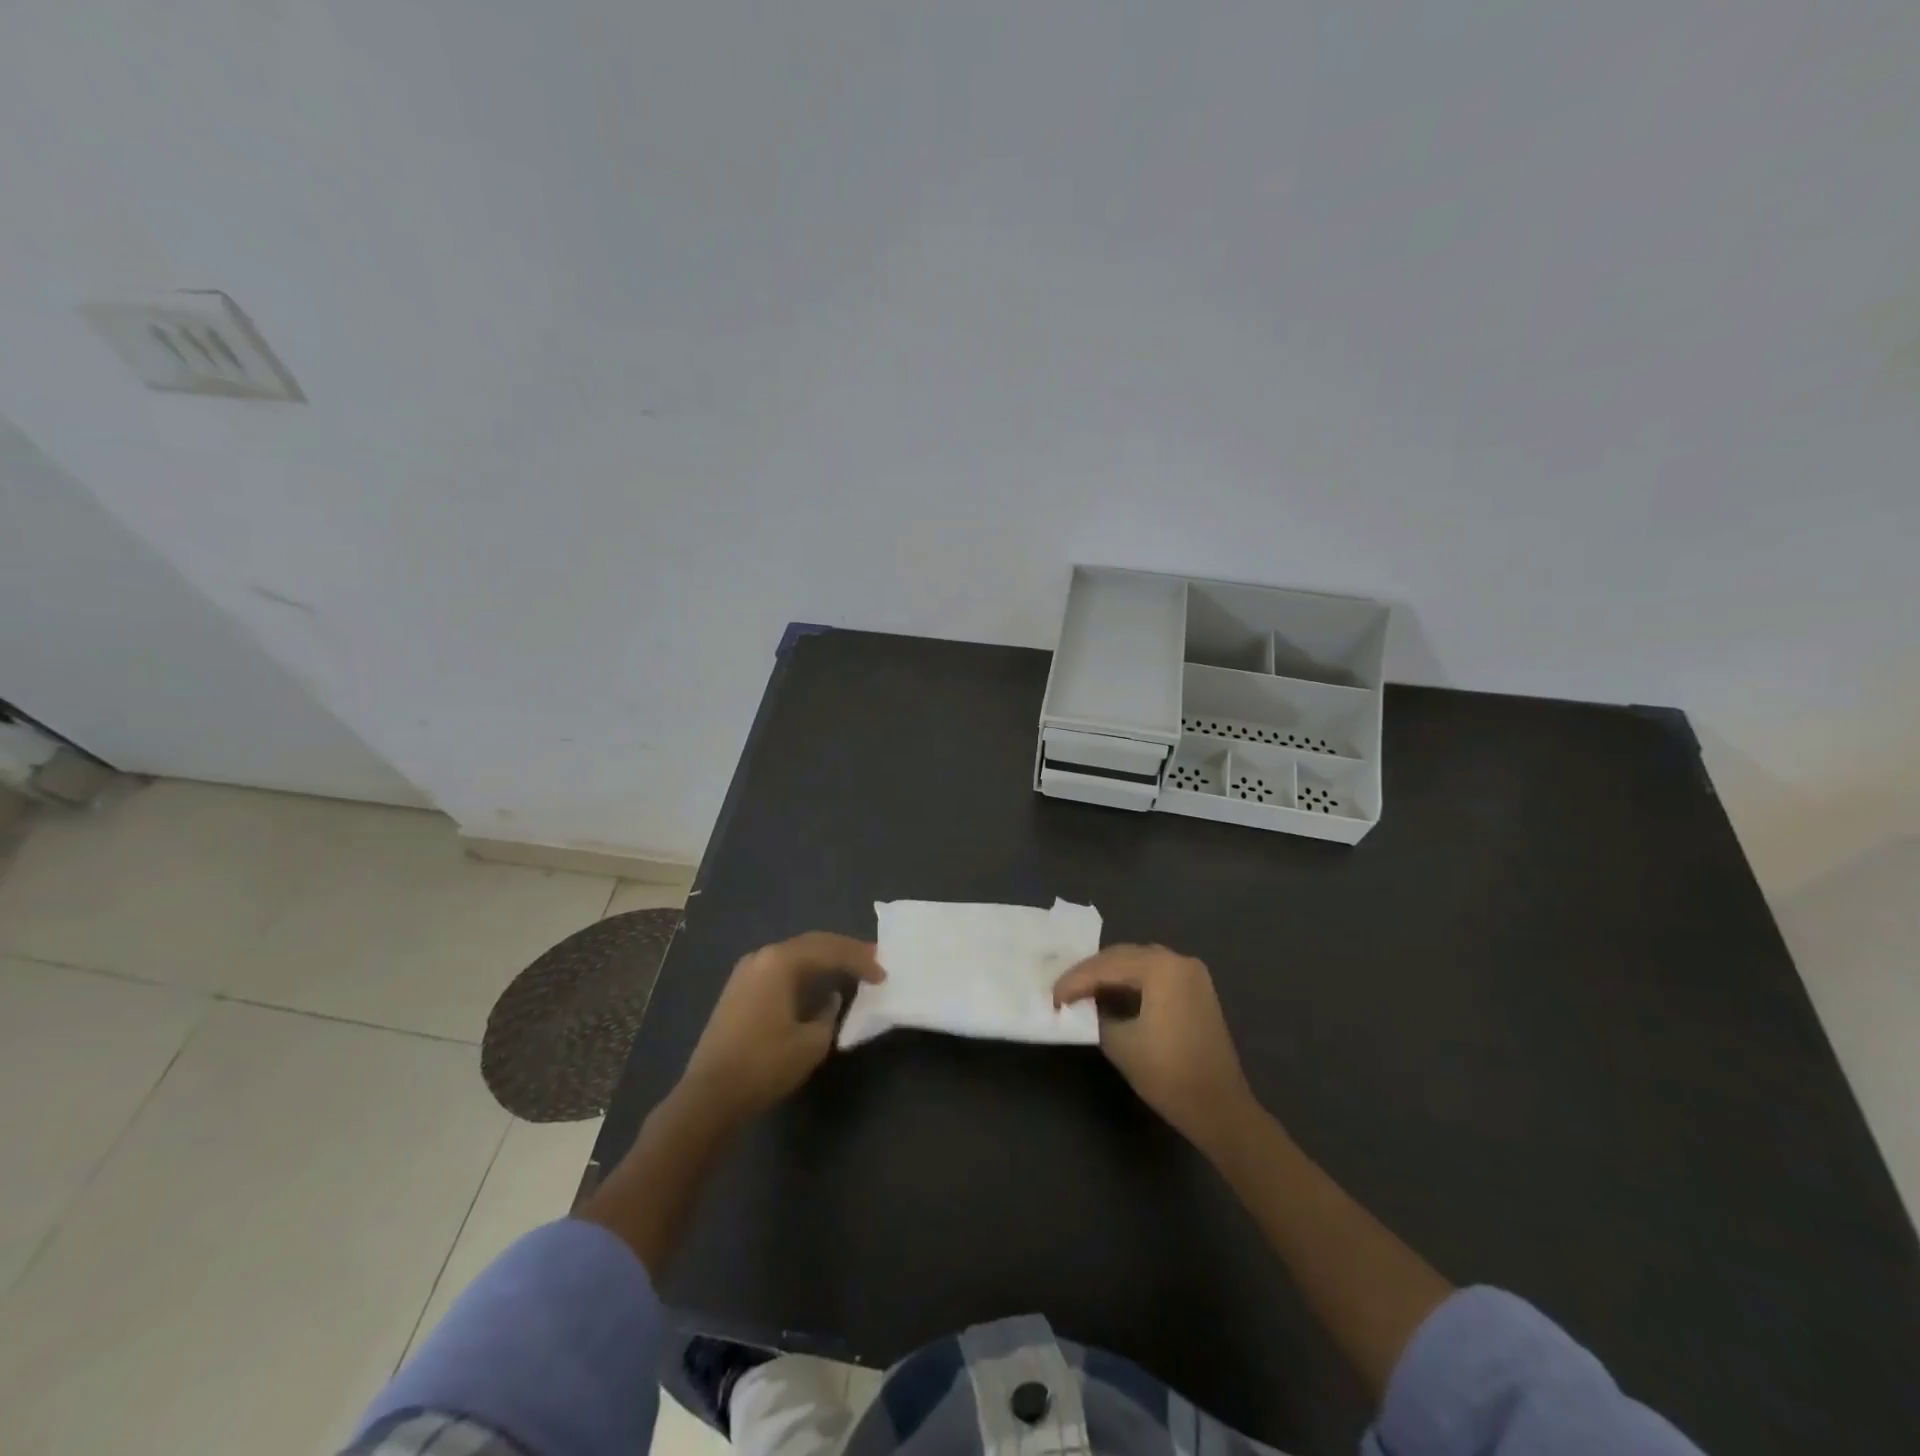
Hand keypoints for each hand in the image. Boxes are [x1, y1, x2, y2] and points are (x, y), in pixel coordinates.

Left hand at [678, 932, 884, 1122]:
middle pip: (812, 944)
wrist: (709, 1096)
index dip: (860, 960)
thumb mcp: (811, 1042)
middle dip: (844, 952)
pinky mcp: (738, 990)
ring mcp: (746, 972)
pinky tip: (818, 986)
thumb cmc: (765, 1065)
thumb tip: (831, 999)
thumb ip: (830, 1013)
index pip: (830, 949)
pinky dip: (804, 973)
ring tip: (851, 970)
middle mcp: (762, 956)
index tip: (883, 974)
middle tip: (872, 961)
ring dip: (824, 961)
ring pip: (795, 955)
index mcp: (780, 961)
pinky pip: (780, 970)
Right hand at [1053, 943, 1256, 1150]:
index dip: (1075, 981)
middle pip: (1123, 956)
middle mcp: (1178, 960)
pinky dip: (1131, 982)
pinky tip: (1111, 996)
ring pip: (1139, 963)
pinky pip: (1155, 975)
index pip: (1107, 966)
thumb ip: (1096, 1015)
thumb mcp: (1120, 1043)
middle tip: (1064, 992)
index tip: (1052, 998)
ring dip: (1110, 975)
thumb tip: (1084, 1005)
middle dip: (1091, 972)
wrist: (1220, 1109)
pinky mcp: (1196, 991)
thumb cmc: (1169, 1074)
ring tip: (1082, 992)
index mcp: (1162, 967)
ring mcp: (1191, 974)